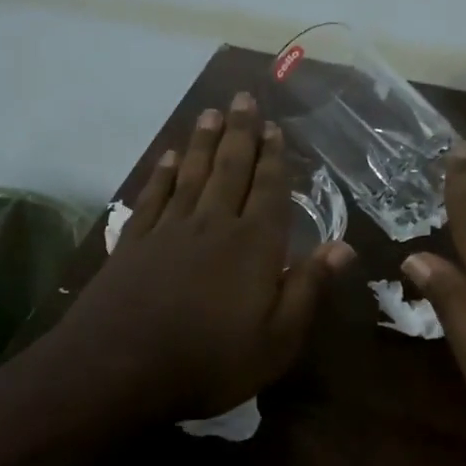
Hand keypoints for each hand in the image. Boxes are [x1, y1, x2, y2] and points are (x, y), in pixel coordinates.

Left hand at [57, 92, 355, 419]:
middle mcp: (213, 224)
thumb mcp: (277, 340)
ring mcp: (169, 229)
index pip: (269, 190)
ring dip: (203, 141)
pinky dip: (161, 173)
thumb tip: (343, 246)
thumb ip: (308, 288)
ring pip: (191, 173)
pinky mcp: (134, 241)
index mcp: (253, 245)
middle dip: (240, 132)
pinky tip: (166, 157)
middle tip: (244, 97)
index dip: (274, 157)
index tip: (275, 128)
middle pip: (230, 168)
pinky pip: (153, 196)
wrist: (121, 367)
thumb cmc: (211, 361)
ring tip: (211, 113)